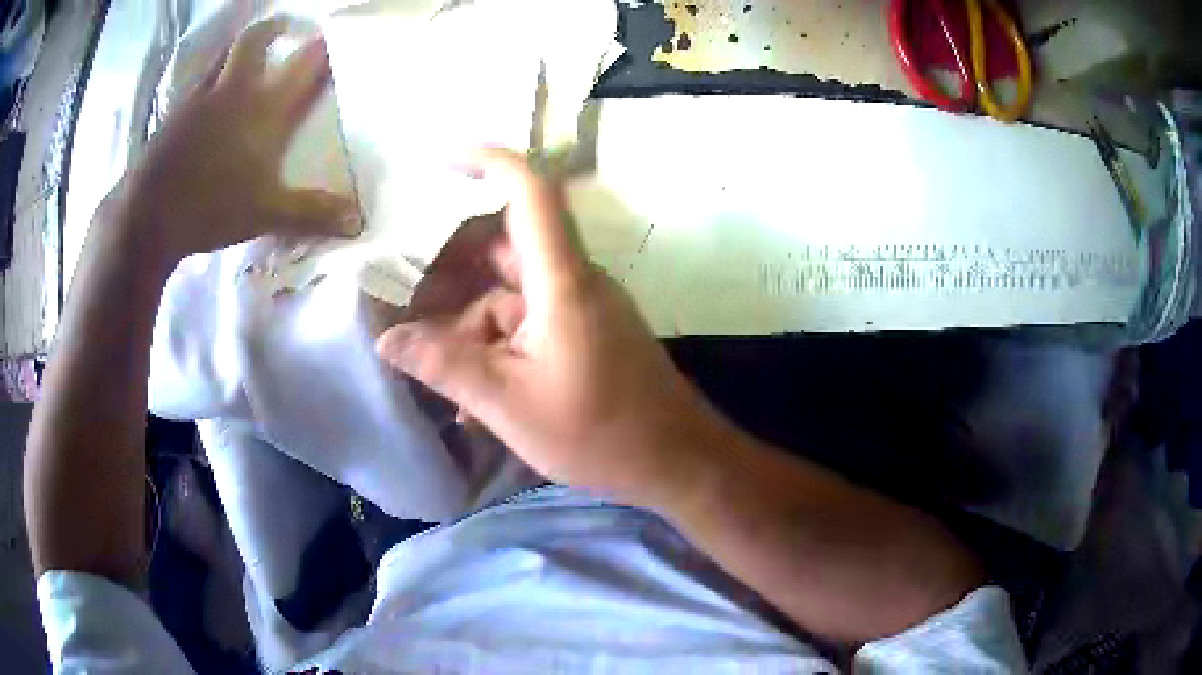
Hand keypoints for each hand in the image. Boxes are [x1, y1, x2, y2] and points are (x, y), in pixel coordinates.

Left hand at [103, 17, 359, 263]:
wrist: (147, 215)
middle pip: (255, 39)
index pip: (304, 63)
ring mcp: (200, 97)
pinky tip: (208, 94)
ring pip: (223, 53)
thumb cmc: (210, 208)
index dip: (323, 46)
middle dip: (274, 28)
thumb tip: (360, 222)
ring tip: (247, 52)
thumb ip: (312, 212)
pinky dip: (210, 76)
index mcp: (263, 108)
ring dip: (239, 45)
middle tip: (285, 28)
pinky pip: (198, 79)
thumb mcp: (266, 214)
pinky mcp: (175, 113)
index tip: (334, 36)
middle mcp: (234, 90)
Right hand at [377, 150, 724, 503]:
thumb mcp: (508, 403)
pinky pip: (528, 322)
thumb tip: (387, 341)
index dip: (488, 162)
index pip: (530, 192)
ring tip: (433, 366)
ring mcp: (580, 306)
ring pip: (510, 292)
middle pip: (503, 246)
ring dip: (469, 321)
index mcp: (560, 279)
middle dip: (451, 272)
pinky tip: (470, 394)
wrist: (676, 461)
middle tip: (411, 308)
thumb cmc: (600, 433)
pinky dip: (495, 344)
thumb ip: (445, 365)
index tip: (442, 162)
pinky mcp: (584, 332)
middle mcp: (572, 279)